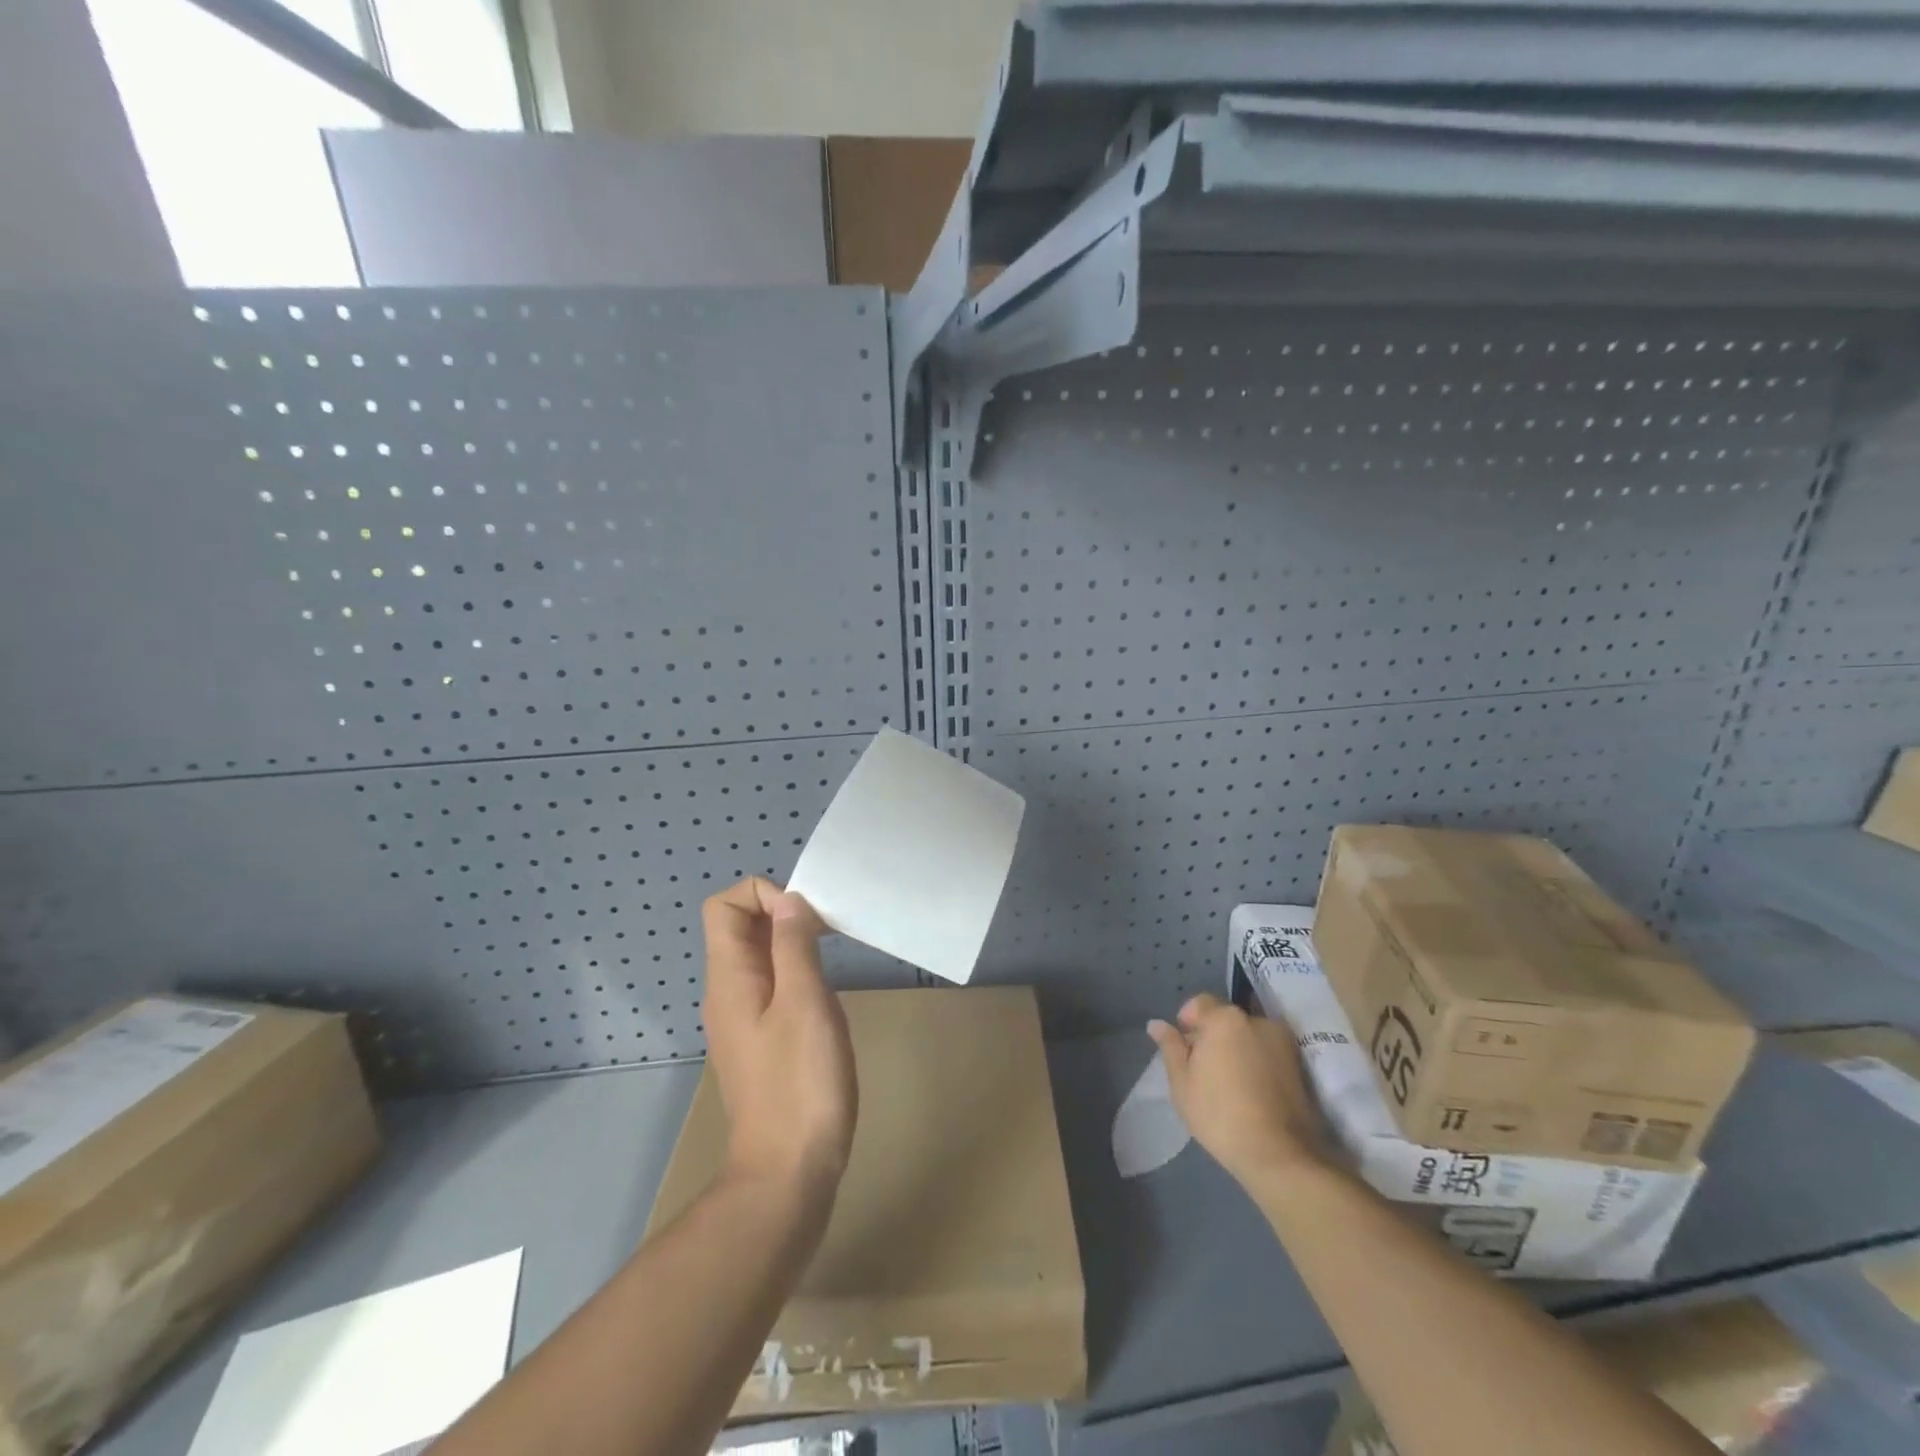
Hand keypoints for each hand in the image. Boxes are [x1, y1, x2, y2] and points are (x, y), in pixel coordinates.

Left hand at [701, 879, 857, 1203]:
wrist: (788, 1172)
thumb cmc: (800, 1082)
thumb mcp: (805, 1002)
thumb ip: (794, 945)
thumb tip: (789, 900)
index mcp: (729, 978)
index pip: (725, 906)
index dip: (764, 895)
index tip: (805, 918)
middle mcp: (727, 993)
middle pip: (741, 928)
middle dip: (784, 915)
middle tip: (829, 934)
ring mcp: (742, 1019)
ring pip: (759, 957)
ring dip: (793, 944)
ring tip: (832, 960)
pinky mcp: (760, 1041)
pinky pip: (771, 986)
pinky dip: (796, 974)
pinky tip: (824, 997)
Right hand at [1148, 993, 1328, 1186]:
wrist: (1278, 1154)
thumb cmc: (1219, 1113)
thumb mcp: (1182, 1082)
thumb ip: (1170, 1046)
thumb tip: (1156, 1024)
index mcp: (1225, 1019)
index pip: (1200, 1003)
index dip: (1187, 1022)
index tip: (1184, 1050)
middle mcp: (1257, 1021)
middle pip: (1226, 1019)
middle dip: (1212, 1036)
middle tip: (1203, 1070)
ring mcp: (1282, 1043)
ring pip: (1248, 1036)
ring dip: (1236, 1049)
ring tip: (1229, 1083)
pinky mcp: (1299, 1066)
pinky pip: (1267, 1053)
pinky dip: (1256, 1063)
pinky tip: (1249, 1091)